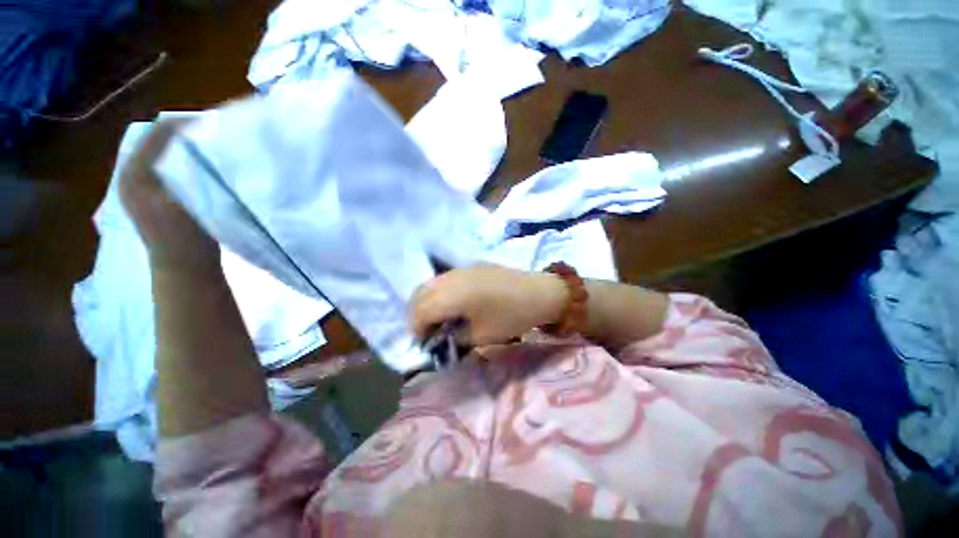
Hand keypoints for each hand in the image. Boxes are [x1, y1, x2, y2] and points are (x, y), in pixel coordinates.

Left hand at [119, 119, 218, 271]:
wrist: (184, 270)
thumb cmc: (188, 240)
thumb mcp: (192, 202)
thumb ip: (193, 170)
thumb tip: (206, 141)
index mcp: (135, 173)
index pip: (159, 133)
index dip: (188, 124)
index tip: (218, 122)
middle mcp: (130, 174)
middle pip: (159, 141)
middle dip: (188, 134)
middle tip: (218, 133)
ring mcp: (138, 186)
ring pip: (163, 153)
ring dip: (187, 147)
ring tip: (212, 146)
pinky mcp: (150, 196)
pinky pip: (166, 166)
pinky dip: (184, 161)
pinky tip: (202, 165)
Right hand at [409, 264, 566, 345]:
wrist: (539, 292)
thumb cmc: (512, 316)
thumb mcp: (482, 336)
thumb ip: (455, 337)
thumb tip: (442, 337)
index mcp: (452, 295)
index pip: (420, 311)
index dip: (416, 329)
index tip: (423, 343)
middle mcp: (451, 278)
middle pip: (420, 294)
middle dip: (417, 314)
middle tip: (426, 332)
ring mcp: (460, 269)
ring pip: (430, 283)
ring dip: (427, 301)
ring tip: (436, 319)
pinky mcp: (470, 266)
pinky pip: (444, 278)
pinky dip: (439, 292)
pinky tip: (450, 303)